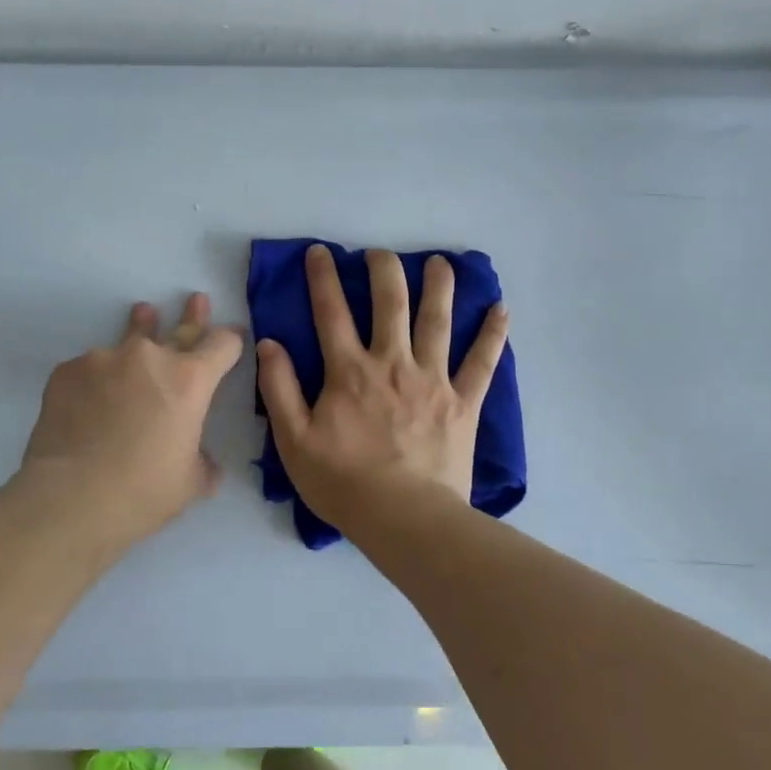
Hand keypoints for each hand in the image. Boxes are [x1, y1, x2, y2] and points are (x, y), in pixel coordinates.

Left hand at [19, 293, 243, 548]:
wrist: (70, 499)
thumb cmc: (143, 492)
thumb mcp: (190, 482)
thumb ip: (202, 461)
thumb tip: (204, 462)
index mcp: (190, 380)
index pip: (222, 345)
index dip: (231, 341)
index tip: (233, 336)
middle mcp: (149, 358)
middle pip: (179, 328)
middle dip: (192, 316)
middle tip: (196, 299)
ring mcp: (104, 359)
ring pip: (129, 339)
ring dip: (141, 327)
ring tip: (143, 312)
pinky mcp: (67, 371)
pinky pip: (90, 368)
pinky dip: (97, 378)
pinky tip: (89, 399)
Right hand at [256, 245, 508, 529]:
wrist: (404, 518)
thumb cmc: (343, 482)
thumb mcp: (294, 440)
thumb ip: (279, 388)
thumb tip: (269, 344)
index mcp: (350, 371)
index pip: (331, 312)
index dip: (323, 277)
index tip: (322, 251)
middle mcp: (393, 363)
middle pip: (390, 303)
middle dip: (384, 269)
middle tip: (380, 253)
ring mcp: (433, 380)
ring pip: (438, 321)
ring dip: (439, 286)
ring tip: (440, 262)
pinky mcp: (463, 402)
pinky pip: (483, 363)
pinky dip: (493, 335)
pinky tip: (501, 309)